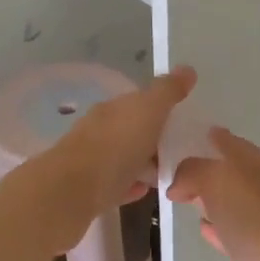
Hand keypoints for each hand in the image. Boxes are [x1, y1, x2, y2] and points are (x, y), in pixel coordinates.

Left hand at [38, 67, 195, 240]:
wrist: (71, 192)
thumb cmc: (115, 146)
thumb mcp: (149, 111)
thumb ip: (168, 91)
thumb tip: (187, 68)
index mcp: (113, 108)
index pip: (139, 101)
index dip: (162, 106)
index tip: (183, 117)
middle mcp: (99, 129)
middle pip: (131, 129)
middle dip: (154, 136)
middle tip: (182, 147)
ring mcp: (92, 160)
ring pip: (123, 156)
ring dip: (144, 161)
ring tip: (168, 171)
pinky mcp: (89, 190)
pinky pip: (116, 183)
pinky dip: (131, 183)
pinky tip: (144, 190)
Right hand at [167, 128, 259, 260]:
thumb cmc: (252, 215)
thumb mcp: (216, 178)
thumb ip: (192, 171)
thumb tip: (178, 185)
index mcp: (258, 162)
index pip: (229, 142)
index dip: (208, 138)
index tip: (183, 139)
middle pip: (230, 171)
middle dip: (205, 170)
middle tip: (175, 174)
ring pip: (231, 201)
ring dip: (210, 199)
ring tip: (184, 199)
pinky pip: (233, 230)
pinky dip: (218, 227)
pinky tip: (203, 228)